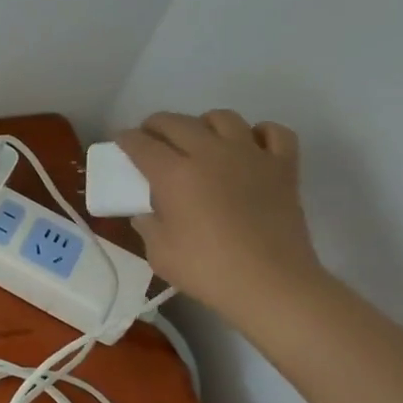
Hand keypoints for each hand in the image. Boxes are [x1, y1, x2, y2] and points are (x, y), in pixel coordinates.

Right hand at [116, 110, 323, 325]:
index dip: (125, 139)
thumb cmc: (207, 270)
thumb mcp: (158, 252)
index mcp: (173, 173)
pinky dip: (259, 133)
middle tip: (151, 140)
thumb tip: (145, 212)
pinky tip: (250, 147)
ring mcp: (250, 155)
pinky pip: (273, 132)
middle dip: (156, 125)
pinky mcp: (283, 166)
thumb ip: (147, 224)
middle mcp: (209, 153)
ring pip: (222, 117)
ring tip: (199, 141)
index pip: (140, 143)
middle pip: (176, 121)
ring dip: (204, 124)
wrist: (271, 284)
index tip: (120, 142)